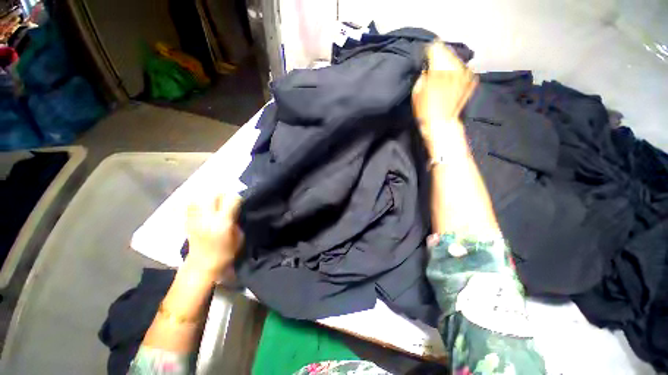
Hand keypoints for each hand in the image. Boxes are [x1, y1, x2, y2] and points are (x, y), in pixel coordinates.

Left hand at [185, 192, 243, 277]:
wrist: (201, 266)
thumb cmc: (225, 254)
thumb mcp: (239, 238)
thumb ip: (236, 221)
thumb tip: (234, 211)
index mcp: (222, 223)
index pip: (231, 199)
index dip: (237, 198)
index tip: (239, 202)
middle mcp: (207, 218)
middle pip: (213, 195)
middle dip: (222, 194)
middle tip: (226, 200)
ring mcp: (195, 219)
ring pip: (199, 197)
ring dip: (208, 197)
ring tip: (214, 202)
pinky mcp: (187, 221)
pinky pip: (189, 205)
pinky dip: (196, 202)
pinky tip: (202, 206)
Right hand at [412, 41, 476, 153]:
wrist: (442, 123)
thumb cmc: (425, 110)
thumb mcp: (416, 92)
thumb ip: (422, 75)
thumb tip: (427, 67)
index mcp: (439, 69)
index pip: (435, 48)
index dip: (428, 51)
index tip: (425, 56)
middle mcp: (454, 67)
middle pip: (446, 51)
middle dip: (439, 55)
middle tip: (432, 63)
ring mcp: (464, 73)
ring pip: (455, 58)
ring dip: (448, 62)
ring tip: (441, 71)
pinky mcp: (470, 80)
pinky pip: (462, 68)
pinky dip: (456, 70)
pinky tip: (450, 78)